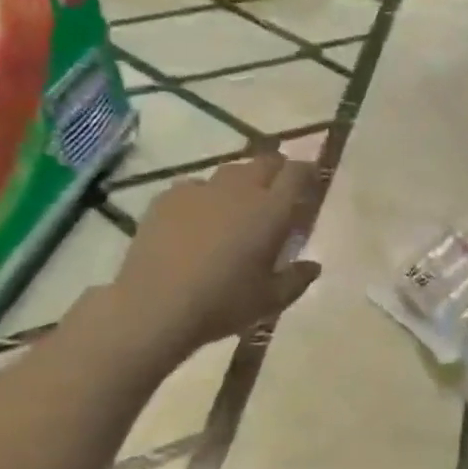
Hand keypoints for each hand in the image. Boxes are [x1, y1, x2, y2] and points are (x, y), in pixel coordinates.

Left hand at [107, 152, 320, 364]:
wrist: (154, 306)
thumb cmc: (223, 303)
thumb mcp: (271, 300)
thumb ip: (297, 279)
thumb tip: (313, 266)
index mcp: (272, 210)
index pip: (298, 173)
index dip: (307, 173)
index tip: (310, 185)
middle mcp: (240, 190)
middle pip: (266, 162)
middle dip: (277, 171)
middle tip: (277, 193)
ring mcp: (201, 190)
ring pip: (230, 171)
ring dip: (241, 182)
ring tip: (237, 205)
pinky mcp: (168, 198)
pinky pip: (194, 186)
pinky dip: (204, 196)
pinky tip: (197, 220)